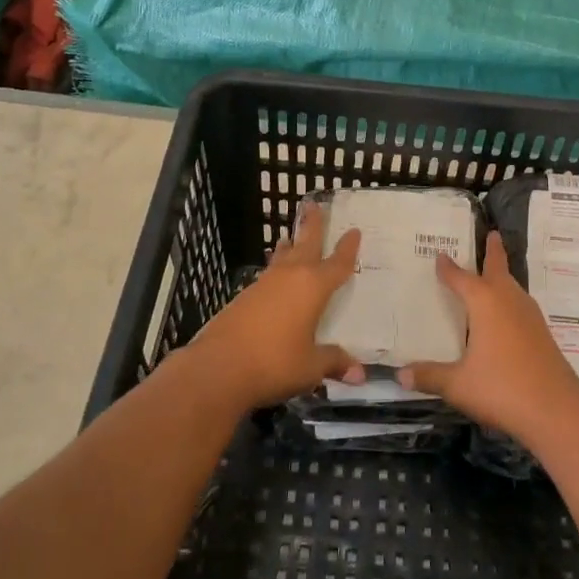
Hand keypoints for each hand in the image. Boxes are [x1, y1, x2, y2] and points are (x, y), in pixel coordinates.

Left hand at [184, 202, 363, 409]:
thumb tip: (359, 373)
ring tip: (289, 237)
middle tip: (314, 205)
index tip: (354, 230)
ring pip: (281, 257)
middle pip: (305, 244)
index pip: (337, 264)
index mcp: (313, 287)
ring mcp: (264, 284)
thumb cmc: (275, 362)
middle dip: (312, 226)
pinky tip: (272, 279)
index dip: (347, 248)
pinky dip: (274, 269)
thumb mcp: (311, 367)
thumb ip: (333, 362)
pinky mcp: (244, 297)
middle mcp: (290, 277)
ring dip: (288, 246)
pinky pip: (267, 275)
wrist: (219, 367)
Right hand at [397, 232, 578, 442]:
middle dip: (493, 251)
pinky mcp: (541, 333)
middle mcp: (508, 300)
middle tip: (491, 234)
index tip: (440, 254)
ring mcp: (529, 316)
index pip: (461, 278)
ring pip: (513, 286)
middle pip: (499, 268)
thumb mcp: (458, 385)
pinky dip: (510, 299)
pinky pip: (520, 305)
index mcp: (485, 302)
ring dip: (503, 276)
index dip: (448, 268)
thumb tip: (399, 374)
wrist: (556, 409)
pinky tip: (505, 316)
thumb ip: (429, 376)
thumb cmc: (502, 388)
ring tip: (493, 275)